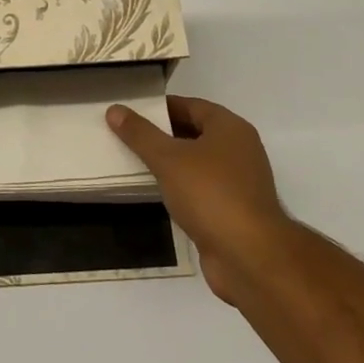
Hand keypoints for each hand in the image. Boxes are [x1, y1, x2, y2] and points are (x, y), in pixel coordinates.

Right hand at [107, 95, 293, 302]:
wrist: (249, 257)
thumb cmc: (210, 195)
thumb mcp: (168, 159)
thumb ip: (140, 134)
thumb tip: (115, 109)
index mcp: (230, 128)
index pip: (190, 105)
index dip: (160, 107)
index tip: (131, 111)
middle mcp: (239, 150)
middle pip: (194, 133)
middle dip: (162, 135)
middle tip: (127, 136)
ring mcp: (239, 183)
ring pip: (197, 164)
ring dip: (170, 164)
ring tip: (134, 163)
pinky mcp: (233, 211)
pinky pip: (200, 189)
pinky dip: (180, 188)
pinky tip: (156, 194)